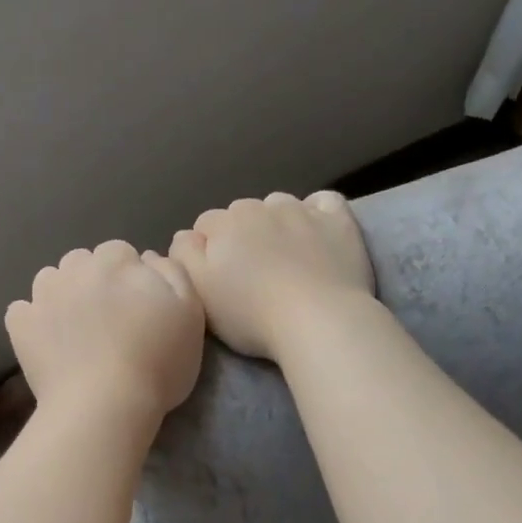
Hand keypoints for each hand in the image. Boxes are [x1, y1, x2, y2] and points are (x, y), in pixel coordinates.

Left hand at [5, 241, 205, 421]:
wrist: (105, 406)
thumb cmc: (157, 362)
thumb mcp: (190, 313)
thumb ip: (173, 273)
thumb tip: (149, 257)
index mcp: (116, 261)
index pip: (120, 253)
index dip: (129, 277)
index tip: (137, 305)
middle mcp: (74, 269)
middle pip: (82, 263)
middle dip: (93, 281)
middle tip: (108, 319)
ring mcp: (42, 296)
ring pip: (50, 281)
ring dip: (61, 295)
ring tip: (75, 329)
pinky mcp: (20, 325)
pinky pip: (22, 311)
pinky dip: (32, 321)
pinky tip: (48, 341)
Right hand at [169, 191, 374, 359]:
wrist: (318, 320)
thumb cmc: (250, 313)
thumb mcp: (198, 291)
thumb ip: (183, 256)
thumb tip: (186, 236)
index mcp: (224, 223)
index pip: (205, 225)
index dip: (208, 250)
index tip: (218, 277)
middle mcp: (260, 206)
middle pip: (242, 213)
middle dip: (241, 235)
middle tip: (251, 274)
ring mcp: (302, 210)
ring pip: (279, 205)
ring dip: (276, 223)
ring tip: (284, 257)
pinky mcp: (338, 221)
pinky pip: (323, 201)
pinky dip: (316, 212)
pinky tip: (316, 232)